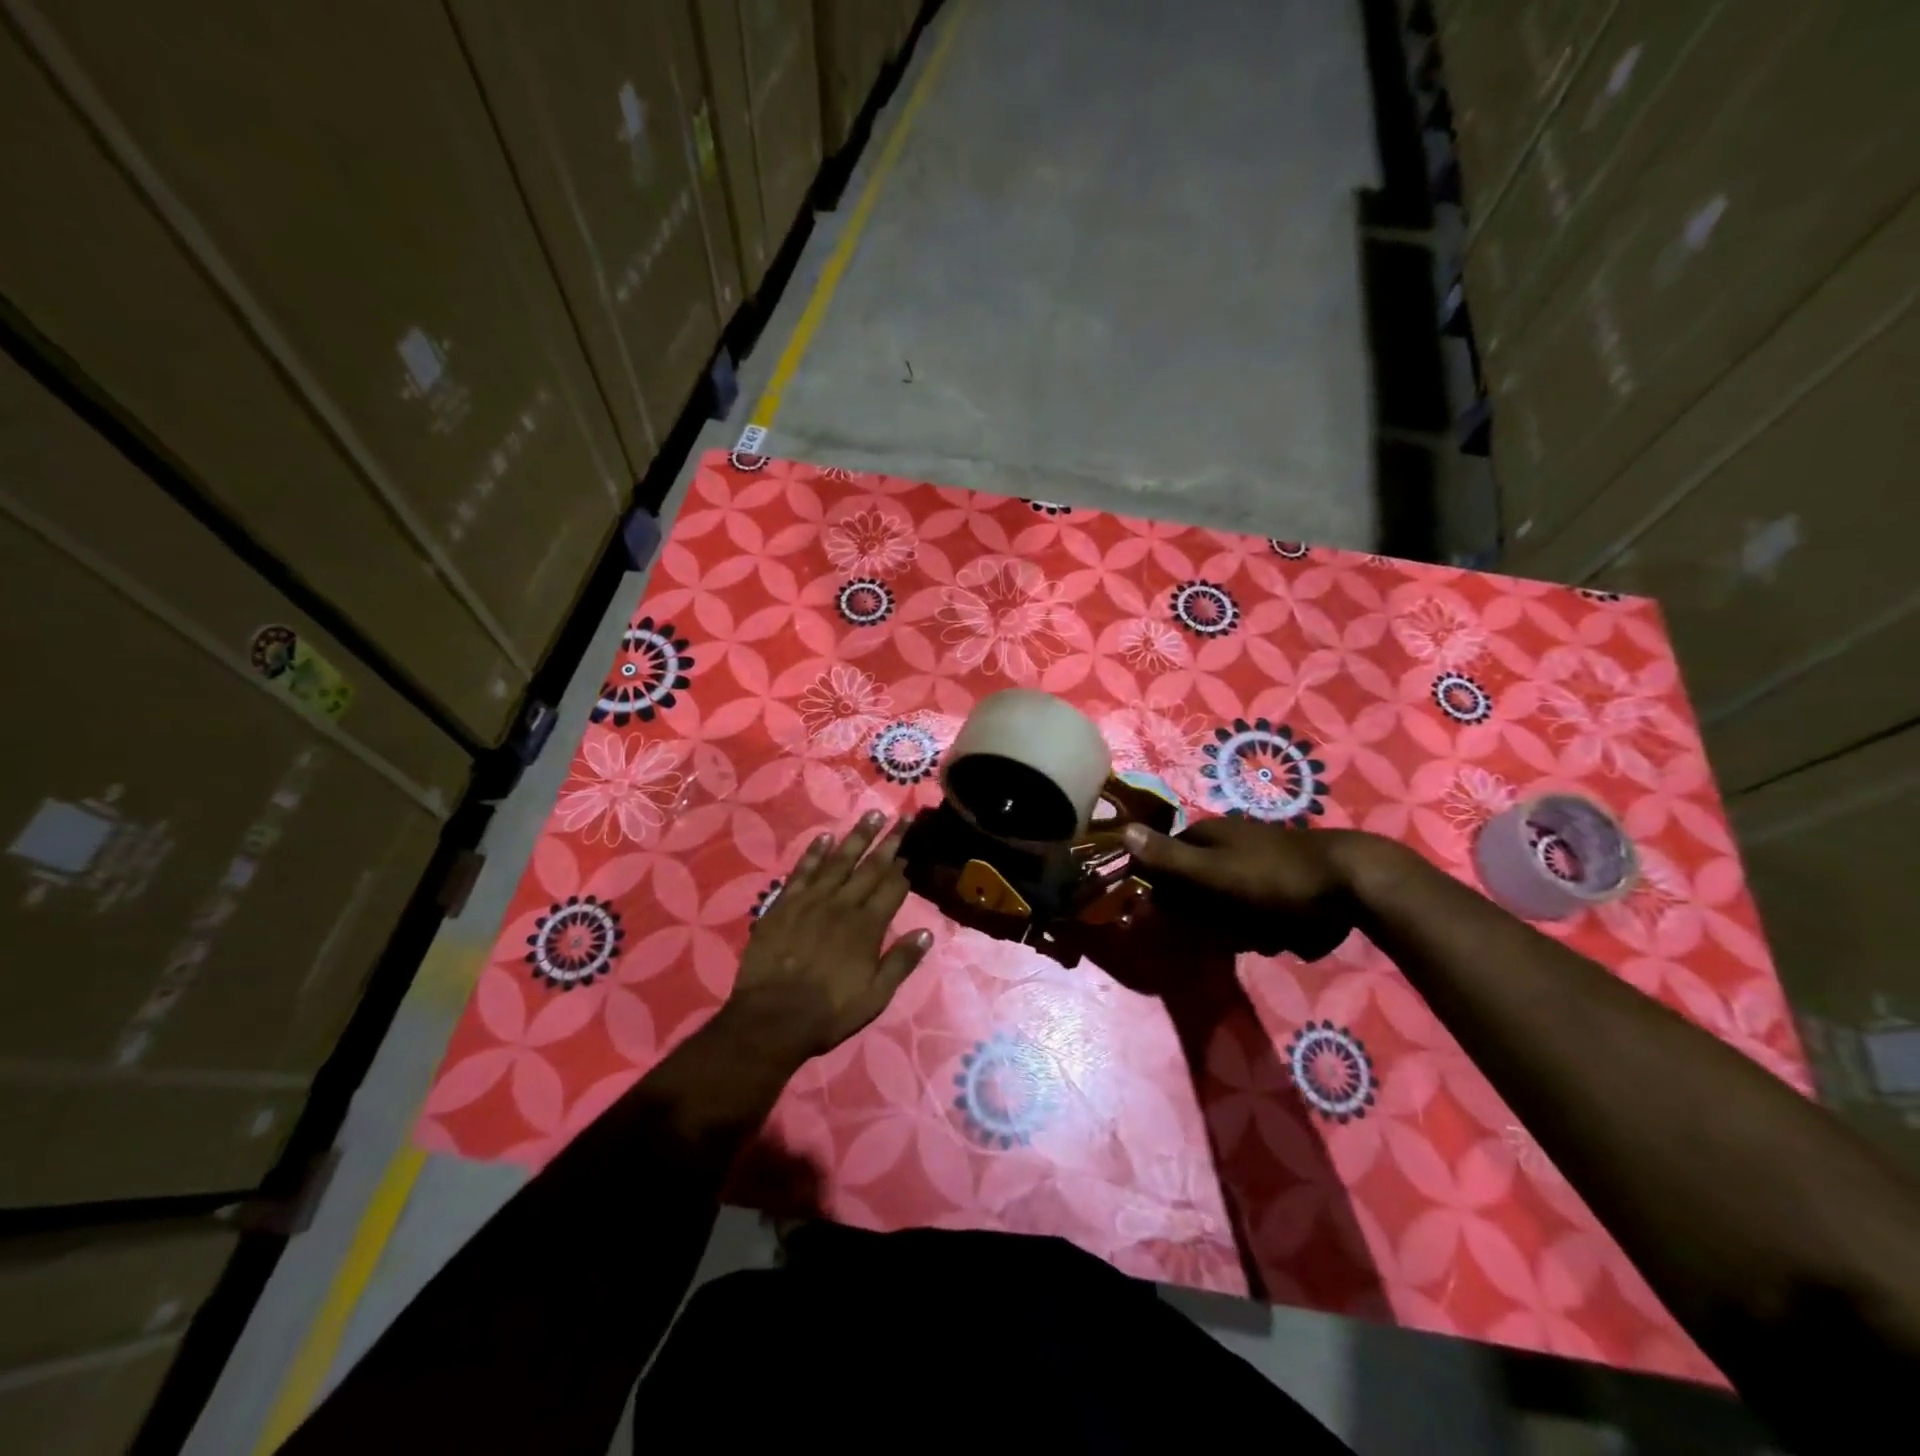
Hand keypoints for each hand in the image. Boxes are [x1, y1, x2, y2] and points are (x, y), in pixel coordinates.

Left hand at [716, 812, 932, 1071]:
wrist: (772, 1018)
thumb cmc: (829, 1012)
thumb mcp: (875, 996)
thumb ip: (901, 962)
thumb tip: (927, 932)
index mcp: (867, 927)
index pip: (892, 888)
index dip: (904, 867)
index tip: (913, 849)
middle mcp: (842, 905)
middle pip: (870, 867)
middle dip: (889, 841)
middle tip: (903, 817)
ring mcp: (811, 901)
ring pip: (839, 860)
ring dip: (857, 836)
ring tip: (873, 814)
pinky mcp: (784, 904)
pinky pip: (802, 871)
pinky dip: (815, 853)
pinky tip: (825, 837)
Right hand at [1121, 818, 1384, 959]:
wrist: (1354, 885)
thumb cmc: (1275, 878)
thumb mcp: (1213, 872)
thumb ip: (1168, 858)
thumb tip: (1122, 830)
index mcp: (1208, 834)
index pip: (1165, 861)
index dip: (1164, 891)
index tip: (1172, 919)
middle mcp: (1229, 843)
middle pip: (1196, 886)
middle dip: (1207, 915)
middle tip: (1229, 932)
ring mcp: (1259, 861)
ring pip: (1227, 903)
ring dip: (1238, 925)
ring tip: (1261, 934)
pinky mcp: (1285, 883)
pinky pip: (1259, 910)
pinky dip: (1266, 925)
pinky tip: (1283, 934)